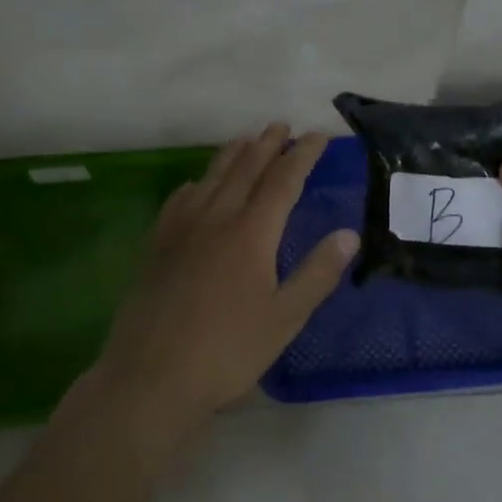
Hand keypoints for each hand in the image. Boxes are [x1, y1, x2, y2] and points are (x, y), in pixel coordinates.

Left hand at [96, 123, 357, 439]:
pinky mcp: (157, 244)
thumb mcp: (285, 318)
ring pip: (211, 177)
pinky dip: (197, 183)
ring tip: (247, 138)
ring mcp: (181, 228)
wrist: (151, 376)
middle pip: (246, 168)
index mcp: (252, 232)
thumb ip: (317, 273)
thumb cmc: (227, 350)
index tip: (318, 136)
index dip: (303, 155)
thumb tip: (349, 234)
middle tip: (282, 125)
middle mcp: (216, 217)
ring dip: (233, 153)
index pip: (284, 180)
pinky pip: (180, 199)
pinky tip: (197, 185)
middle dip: (268, 144)